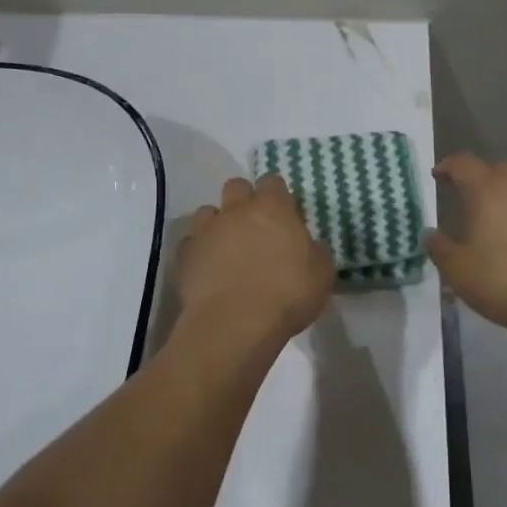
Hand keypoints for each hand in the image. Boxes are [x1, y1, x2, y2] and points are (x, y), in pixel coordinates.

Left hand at [178, 173, 334, 341]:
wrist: (234, 324)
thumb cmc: (286, 295)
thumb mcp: (321, 275)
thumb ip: (316, 252)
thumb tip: (311, 244)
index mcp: (272, 208)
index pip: (272, 182)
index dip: (278, 195)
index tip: (284, 214)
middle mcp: (236, 210)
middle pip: (236, 186)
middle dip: (244, 200)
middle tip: (255, 226)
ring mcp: (206, 231)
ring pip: (208, 212)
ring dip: (218, 223)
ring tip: (227, 247)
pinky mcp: (184, 255)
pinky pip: (190, 243)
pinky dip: (199, 251)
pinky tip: (208, 270)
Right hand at [426, 154, 506, 333]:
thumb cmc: (499, 280)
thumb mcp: (455, 268)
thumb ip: (438, 246)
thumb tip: (430, 234)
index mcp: (488, 191)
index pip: (464, 163)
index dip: (448, 166)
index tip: (437, 175)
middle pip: (496, 170)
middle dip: (478, 177)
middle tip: (465, 195)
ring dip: (505, 194)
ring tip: (494, 216)